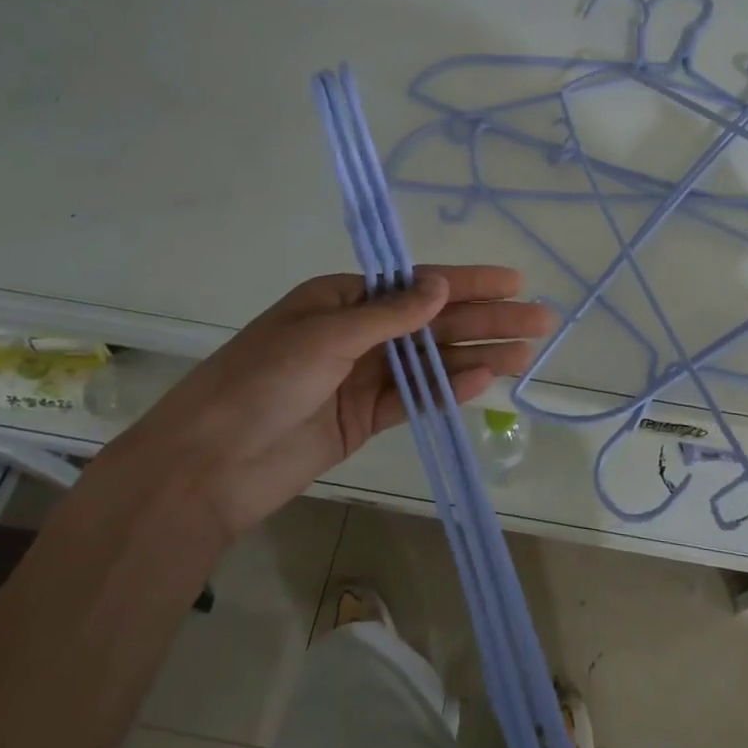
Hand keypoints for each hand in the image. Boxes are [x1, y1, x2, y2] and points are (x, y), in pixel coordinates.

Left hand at [110, 267, 552, 538]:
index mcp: (343, 298)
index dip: (469, 282)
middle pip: (434, 322)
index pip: (418, 285)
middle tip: (540, 320)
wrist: (208, 466)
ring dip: (479, 354)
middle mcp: (359, 332)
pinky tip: (486, 380)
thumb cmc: (260, 382)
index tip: (514, 281)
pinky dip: (450, 389)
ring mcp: (364, 376)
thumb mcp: (324, 336)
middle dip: (487, 319)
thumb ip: (388, 314)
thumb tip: (441, 285)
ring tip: (527, 353)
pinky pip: (417, 397)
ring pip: (433, 360)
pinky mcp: (365, 417)